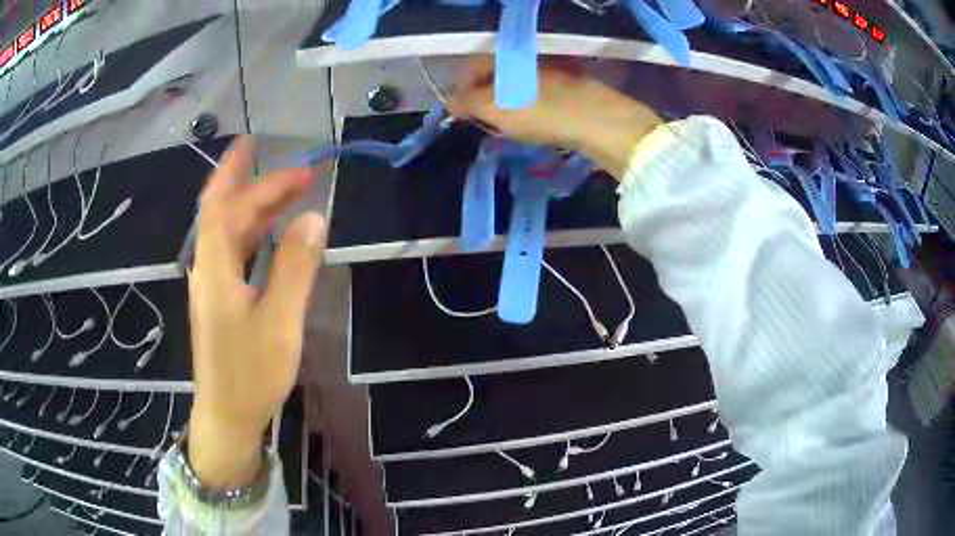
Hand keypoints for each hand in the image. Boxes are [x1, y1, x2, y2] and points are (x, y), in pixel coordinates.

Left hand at [187, 136, 326, 487]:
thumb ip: (295, 267)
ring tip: (291, 196)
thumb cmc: (251, 374)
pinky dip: (255, 234)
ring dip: (257, 210)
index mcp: (215, 268)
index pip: (225, 205)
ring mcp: (212, 286)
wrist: (227, 417)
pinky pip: (235, 253)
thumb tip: (313, 217)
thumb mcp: (279, 321)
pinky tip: (274, 236)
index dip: (242, 173)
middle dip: (259, 187)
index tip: (272, 153)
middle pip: (227, 214)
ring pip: (230, 234)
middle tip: (300, 175)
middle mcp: (208, 269)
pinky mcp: (220, 301)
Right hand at [449, 56, 660, 177]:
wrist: (600, 121)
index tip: (458, 114)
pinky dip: (528, 103)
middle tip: (480, 121)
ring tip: (504, 124)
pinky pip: (539, 90)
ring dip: (506, 101)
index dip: (461, 90)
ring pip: (518, 82)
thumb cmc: (542, 112)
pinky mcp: (571, 83)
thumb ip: (468, 104)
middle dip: (483, 96)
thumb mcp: (496, 109)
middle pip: (496, 73)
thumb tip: (450, 103)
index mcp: (508, 55)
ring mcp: (553, 67)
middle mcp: (529, 55)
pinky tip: (532, 120)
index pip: (473, 66)